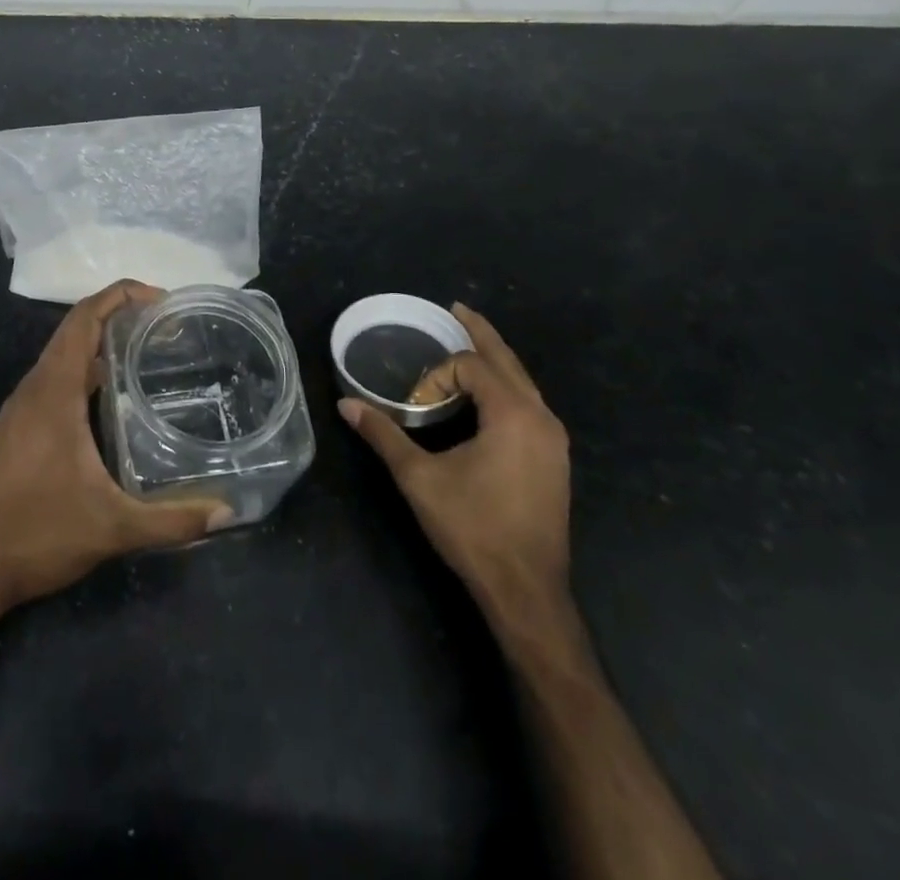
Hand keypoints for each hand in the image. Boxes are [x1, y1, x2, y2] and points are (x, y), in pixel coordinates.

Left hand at [0, 280, 232, 612]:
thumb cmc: (37, 534)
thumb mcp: (113, 528)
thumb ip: (172, 519)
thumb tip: (227, 512)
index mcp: (53, 391)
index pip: (84, 318)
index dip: (121, 296)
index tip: (161, 300)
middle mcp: (34, 388)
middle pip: (75, 329)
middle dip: (118, 316)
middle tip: (165, 327)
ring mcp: (21, 408)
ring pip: (62, 355)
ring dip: (100, 344)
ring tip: (146, 353)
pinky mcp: (17, 428)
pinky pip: (54, 380)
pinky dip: (85, 371)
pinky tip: (111, 399)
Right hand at [339, 302, 571, 629]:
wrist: (527, 591)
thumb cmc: (473, 528)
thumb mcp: (419, 478)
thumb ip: (383, 435)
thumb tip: (345, 405)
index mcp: (513, 414)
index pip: (470, 366)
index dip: (435, 377)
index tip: (413, 408)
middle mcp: (541, 417)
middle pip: (507, 360)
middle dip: (480, 332)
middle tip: (456, 308)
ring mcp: (553, 440)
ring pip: (522, 382)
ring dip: (494, 360)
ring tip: (470, 343)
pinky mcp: (554, 459)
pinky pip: (528, 404)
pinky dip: (505, 386)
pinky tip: (487, 394)